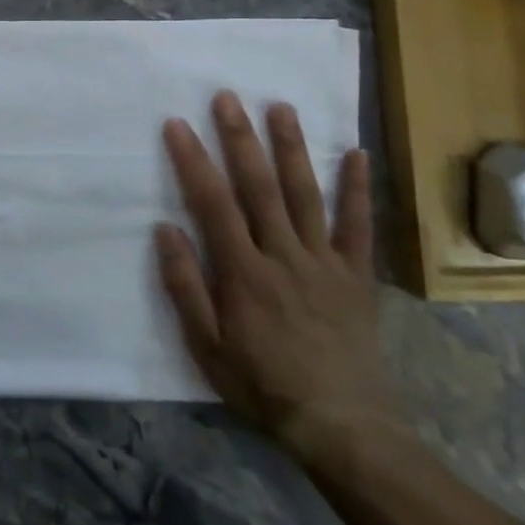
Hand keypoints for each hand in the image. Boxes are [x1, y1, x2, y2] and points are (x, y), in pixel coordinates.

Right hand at [154, 91, 401, 463]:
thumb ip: (185, 286)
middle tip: (227, 97)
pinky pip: (359, 227)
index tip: (177, 124)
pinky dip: (358, 190)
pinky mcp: (356, 276)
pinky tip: (357, 154)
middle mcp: (284, 255)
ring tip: (281, 107)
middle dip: (240, 138)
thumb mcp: (206, 346)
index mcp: (243, 272)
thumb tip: (165, 229)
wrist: (342, 427)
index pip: (212, 203)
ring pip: (306, 195)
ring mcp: (324, 263)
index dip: (193, 161)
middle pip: (259, 187)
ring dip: (292, 148)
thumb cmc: (262, 385)